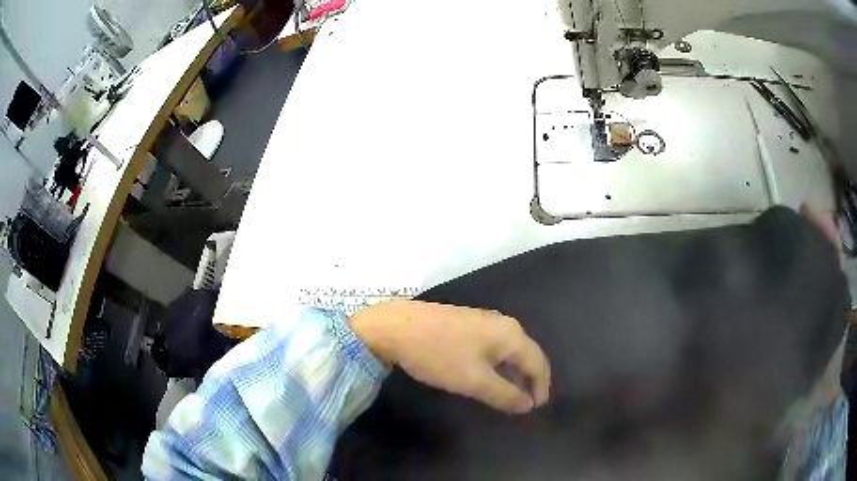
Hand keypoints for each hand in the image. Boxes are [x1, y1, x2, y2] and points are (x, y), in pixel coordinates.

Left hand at [350, 300, 549, 413]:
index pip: (537, 363)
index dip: (540, 387)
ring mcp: (484, 320)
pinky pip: (495, 346)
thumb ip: (505, 394)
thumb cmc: (440, 355)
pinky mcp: (467, 323)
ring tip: (510, 393)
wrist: (397, 326)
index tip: (535, 408)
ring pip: (510, 350)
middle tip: (526, 402)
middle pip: (527, 354)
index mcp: (511, 334)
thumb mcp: (474, 381)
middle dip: (530, 379)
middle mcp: (503, 323)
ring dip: (514, 372)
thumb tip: (528, 405)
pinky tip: (488, 375)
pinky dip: (499, 364)